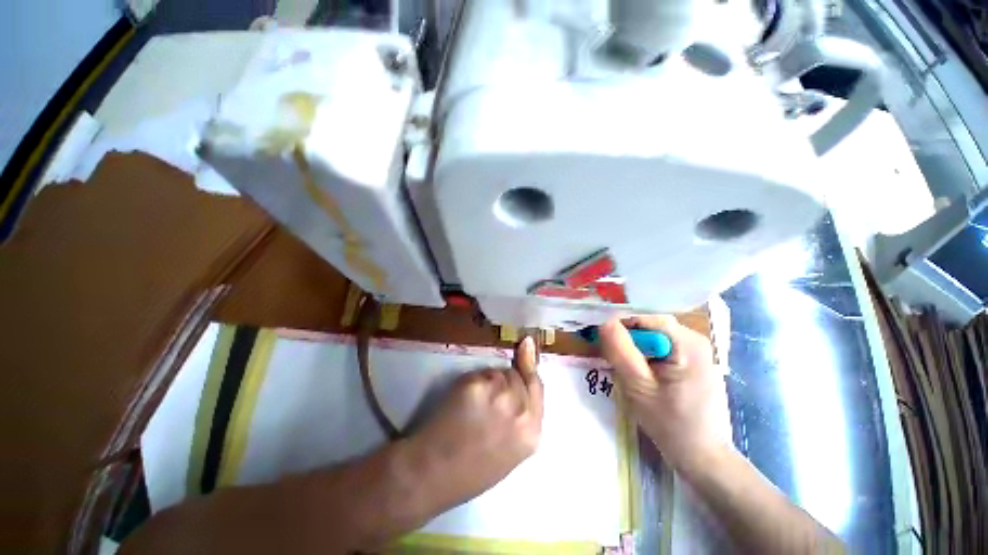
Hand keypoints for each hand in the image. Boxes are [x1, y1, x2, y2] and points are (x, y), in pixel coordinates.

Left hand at [407, 336, 542, 509]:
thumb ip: (521, 416)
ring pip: (497, 373)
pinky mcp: (476, 385)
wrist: (432, 475)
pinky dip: (471, 383)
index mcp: (531, 432)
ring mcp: (498, 395)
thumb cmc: (471, 470)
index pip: (537, 385)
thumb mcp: (510, 449)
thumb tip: (521, 382)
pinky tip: (460, 403)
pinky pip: (478, 374)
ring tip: (472, 408)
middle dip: (504, 382)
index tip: (526, 344)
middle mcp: (520, 411)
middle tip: (486, 402)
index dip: (529, 365)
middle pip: (516, 376)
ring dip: (487, 382)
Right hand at [599, 316, 728, 469]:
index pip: (644, 318)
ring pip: (651, 338)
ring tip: (626, 371)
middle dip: (627, 340)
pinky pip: (659, 348)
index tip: (602, 340)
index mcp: (687, 342)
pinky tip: (640, 375)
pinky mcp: (691, 362)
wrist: (704, 458)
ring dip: (634, 350)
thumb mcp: (638, 386)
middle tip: (612, 360)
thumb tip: (604, 321)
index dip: (619, 325)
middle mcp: (694, 339)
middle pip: (648, 327)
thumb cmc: (672, 425)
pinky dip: (644, 357)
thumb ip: (620, 351)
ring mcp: (695, 351)